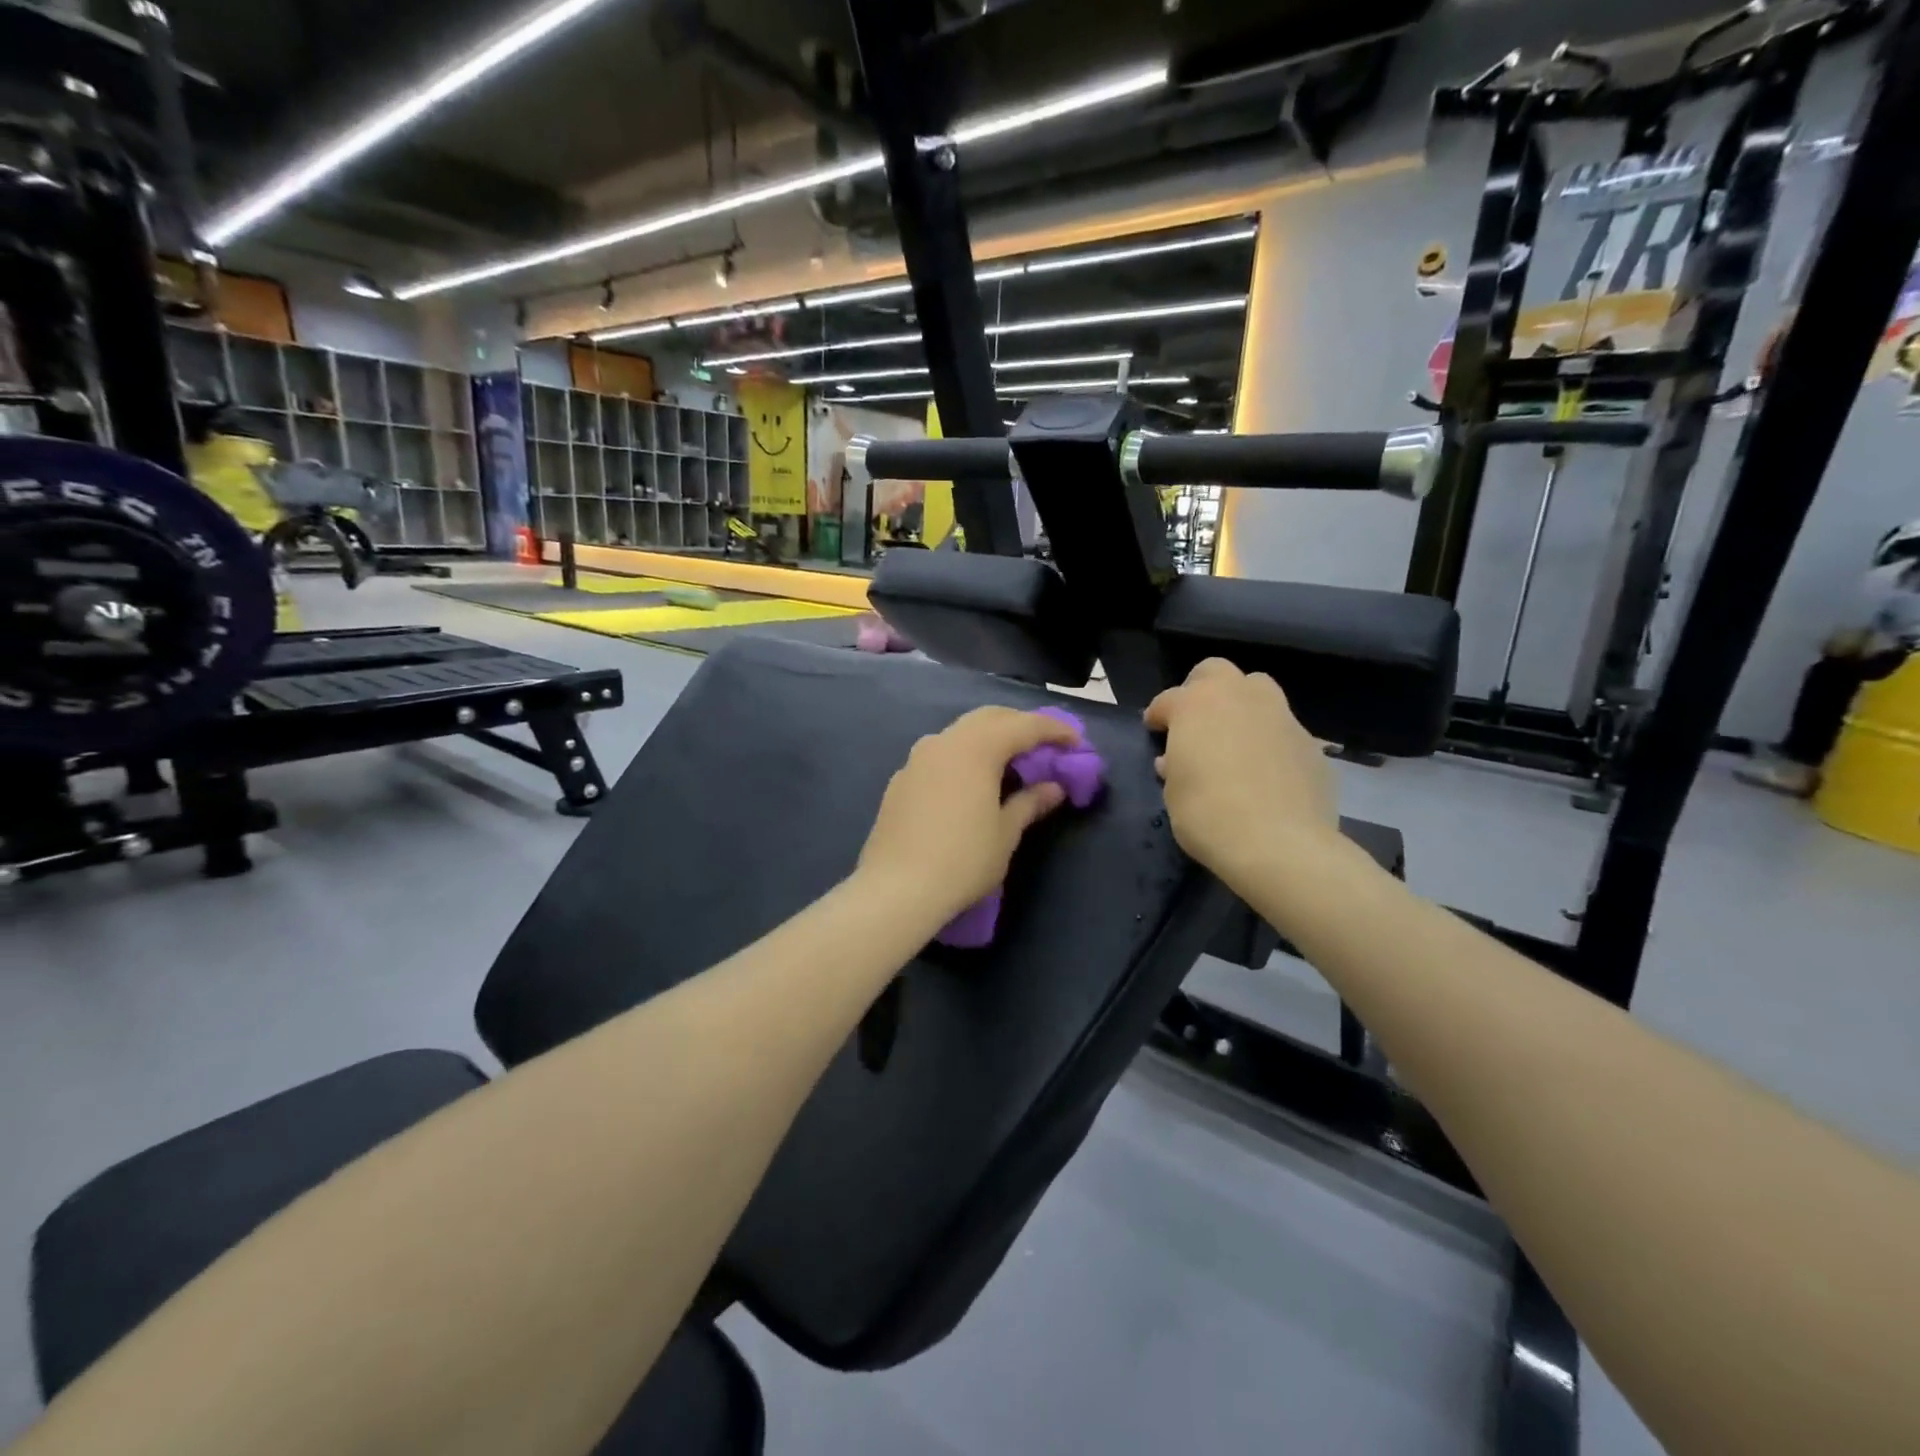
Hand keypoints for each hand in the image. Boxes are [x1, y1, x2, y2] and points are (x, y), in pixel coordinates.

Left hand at [856, 707, 1078, 926]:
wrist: (897, 888)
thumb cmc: (963, 859)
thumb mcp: (1005, 833)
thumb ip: (1030, 802)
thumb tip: (1052, 788)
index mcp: (975, 748)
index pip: (1023, 726)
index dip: (1054, 731)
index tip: (1076, 743)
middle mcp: (944, 742)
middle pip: (989, 718)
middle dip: (1020, 725)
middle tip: (1044, 746)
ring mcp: (917, 759)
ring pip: (961, 733)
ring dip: (989, 739)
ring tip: (1009, 763)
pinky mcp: (901, 780)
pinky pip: (940, 755)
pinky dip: (964, 757)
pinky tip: (971, 783)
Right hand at [1144, 659, 1339, 887]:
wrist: (1278, 844)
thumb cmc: (1208, 814)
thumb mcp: (1173, 793)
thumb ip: (1175, 767)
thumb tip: (1175, 761)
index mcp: (1196, 705)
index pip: (1168, 699)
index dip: (1158, 715)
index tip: (1154, 730)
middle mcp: (1239, 698)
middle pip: (1216, 671)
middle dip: (1202, 689)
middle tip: (1195, 721)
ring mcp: (1280, 716)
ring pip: (1259, 690)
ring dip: (1242, 707)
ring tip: (1234, 740)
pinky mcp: (1310, 743)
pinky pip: (1283, 731)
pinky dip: (1270, 741)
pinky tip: (1266, 772)